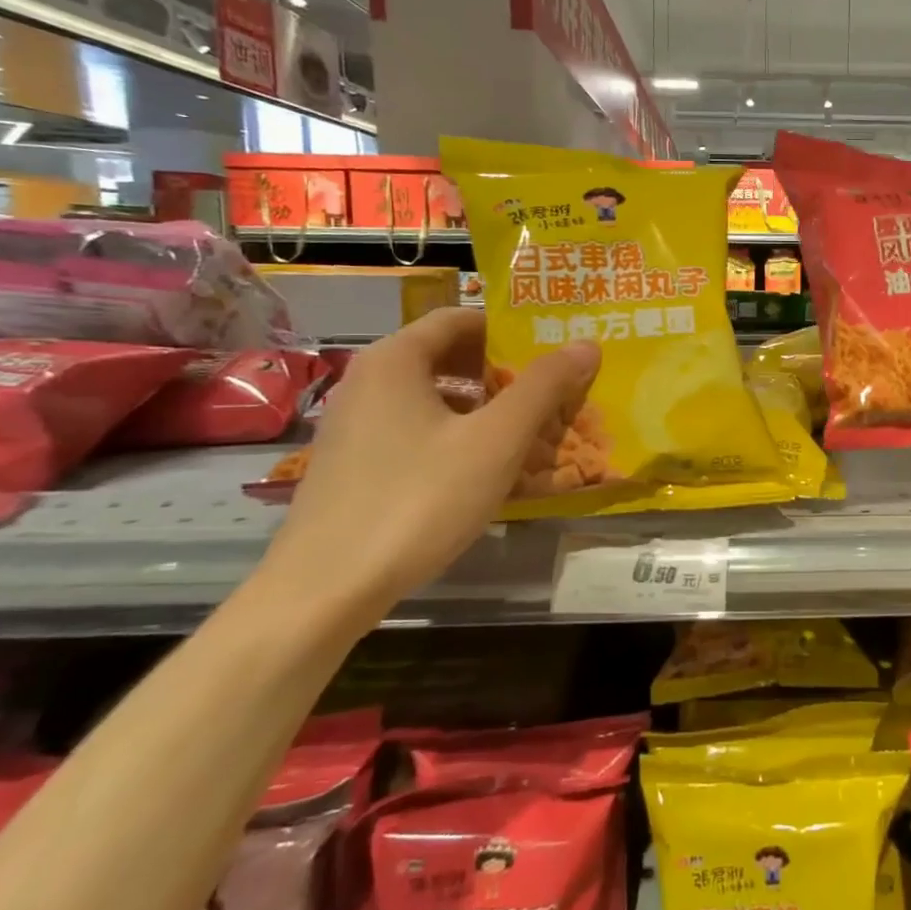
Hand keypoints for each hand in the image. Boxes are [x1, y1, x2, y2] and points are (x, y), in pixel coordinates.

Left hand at [258, 309, 599, 622]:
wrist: (324, 590)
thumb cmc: (418, 500)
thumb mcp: (495, 442)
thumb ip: (543, 388)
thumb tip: (586, 344)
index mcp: (395, 360)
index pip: (459, 319)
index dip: (510, 330)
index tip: (552, 352)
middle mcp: (367, 381)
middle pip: (446, 358)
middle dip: (502, 374)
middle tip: (550, 396)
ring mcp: (354, 426)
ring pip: (432, 399)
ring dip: (482, 409)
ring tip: (527, 435)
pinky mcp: (351, 466)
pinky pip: (414, 432)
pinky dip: (454, 438)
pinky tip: (482, 473)